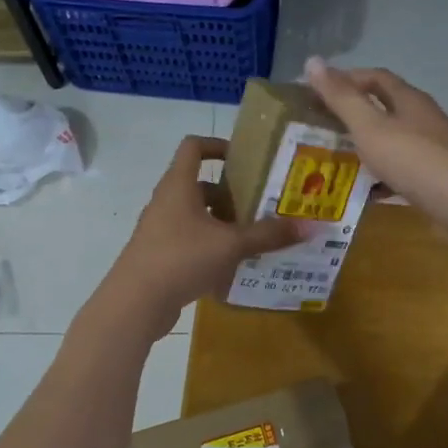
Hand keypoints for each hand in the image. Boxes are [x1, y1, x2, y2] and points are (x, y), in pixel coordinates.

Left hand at [98, 136, 308, 338]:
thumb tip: (311, 227)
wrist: (135, 302)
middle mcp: (166, 201)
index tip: (244, 158)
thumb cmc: (181, 257)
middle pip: (199, 184)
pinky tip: (233, 263)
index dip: (218, 145)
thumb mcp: (231, 244)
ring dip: (222, 221)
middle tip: (261, 203)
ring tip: (253, 234)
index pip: (193, 147)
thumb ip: (268, 234)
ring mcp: (160, 229)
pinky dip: (210, 245)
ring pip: (195, 214)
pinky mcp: (159, 254)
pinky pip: (189, 240)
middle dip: (230, 192)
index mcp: (179, 185)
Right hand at [302, 57, 447, 236]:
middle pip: (382, 107)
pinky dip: (378, 177)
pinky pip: (398, 171)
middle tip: (317, 127)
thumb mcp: (370, 126)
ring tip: (331, 159)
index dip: (345, 79)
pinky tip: (361, 192)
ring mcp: (431, 149)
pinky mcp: (434, 178)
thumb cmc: (414, 159)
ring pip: (390, 141)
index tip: (315, 91)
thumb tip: (312, 61)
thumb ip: (341, 97)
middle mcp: (421, 118)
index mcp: (408, 99)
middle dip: (350, 114)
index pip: (374, 77)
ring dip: (363, 146)